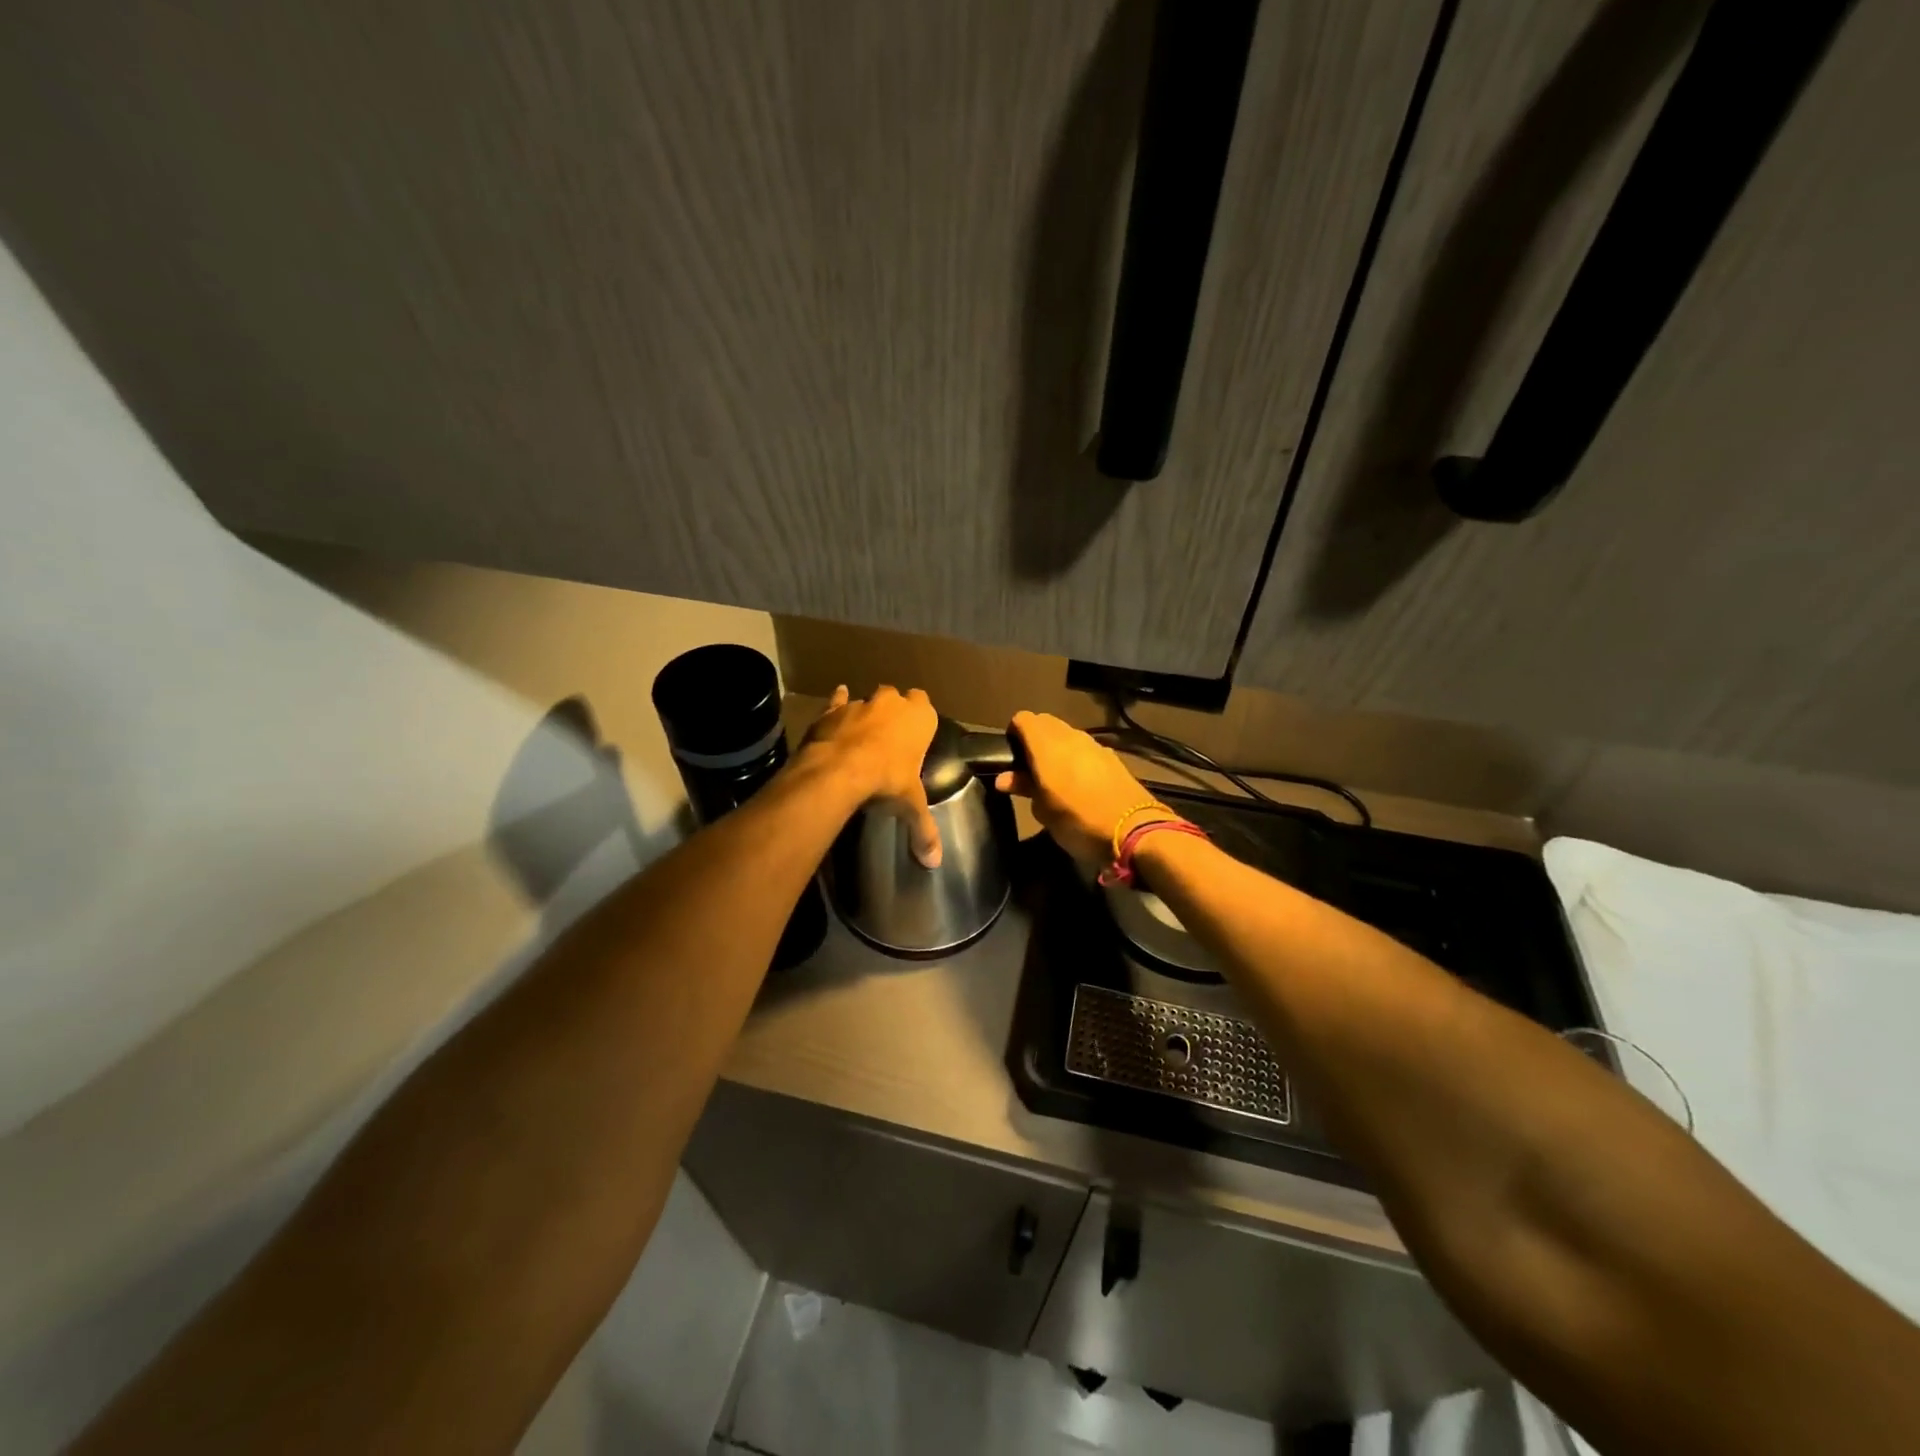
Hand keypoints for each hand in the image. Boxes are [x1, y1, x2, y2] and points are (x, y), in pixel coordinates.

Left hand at [802, 685, 941, 865]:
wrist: (839, 771)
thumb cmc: (886, 781)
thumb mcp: (910, 806)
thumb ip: (924, 831)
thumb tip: (935, 862)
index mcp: (919, 719)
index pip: (926, 705)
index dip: (920, 718)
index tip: (916, 734)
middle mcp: (891, 703)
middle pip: (896, 698)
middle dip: (894, 712)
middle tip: (890, 739)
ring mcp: (860, 704)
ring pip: (867, 701)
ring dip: (866, 714)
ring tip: (862, 737)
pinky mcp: (833, 710)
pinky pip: (837, 702)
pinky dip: (837, 706)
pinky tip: (835, 713)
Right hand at [994, 711, 1163, 865]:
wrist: (1134, 831)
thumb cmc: (1077, 821)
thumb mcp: (1043, 810)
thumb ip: (1024, 787)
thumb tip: (1004, 778)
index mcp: (1046, 745)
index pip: (1022, 719)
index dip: (1013, 734)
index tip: (1011, 758)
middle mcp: (1070, 736)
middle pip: (1045, 723)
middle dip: (1034, 739)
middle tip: (1030, 769)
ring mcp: (1094, 745)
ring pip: (1067, 735)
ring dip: (1057, 749)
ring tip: (1055, 779)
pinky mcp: (1112, 757)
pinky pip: (1086, 749)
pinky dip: (1077, 758)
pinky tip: (1080, 784)